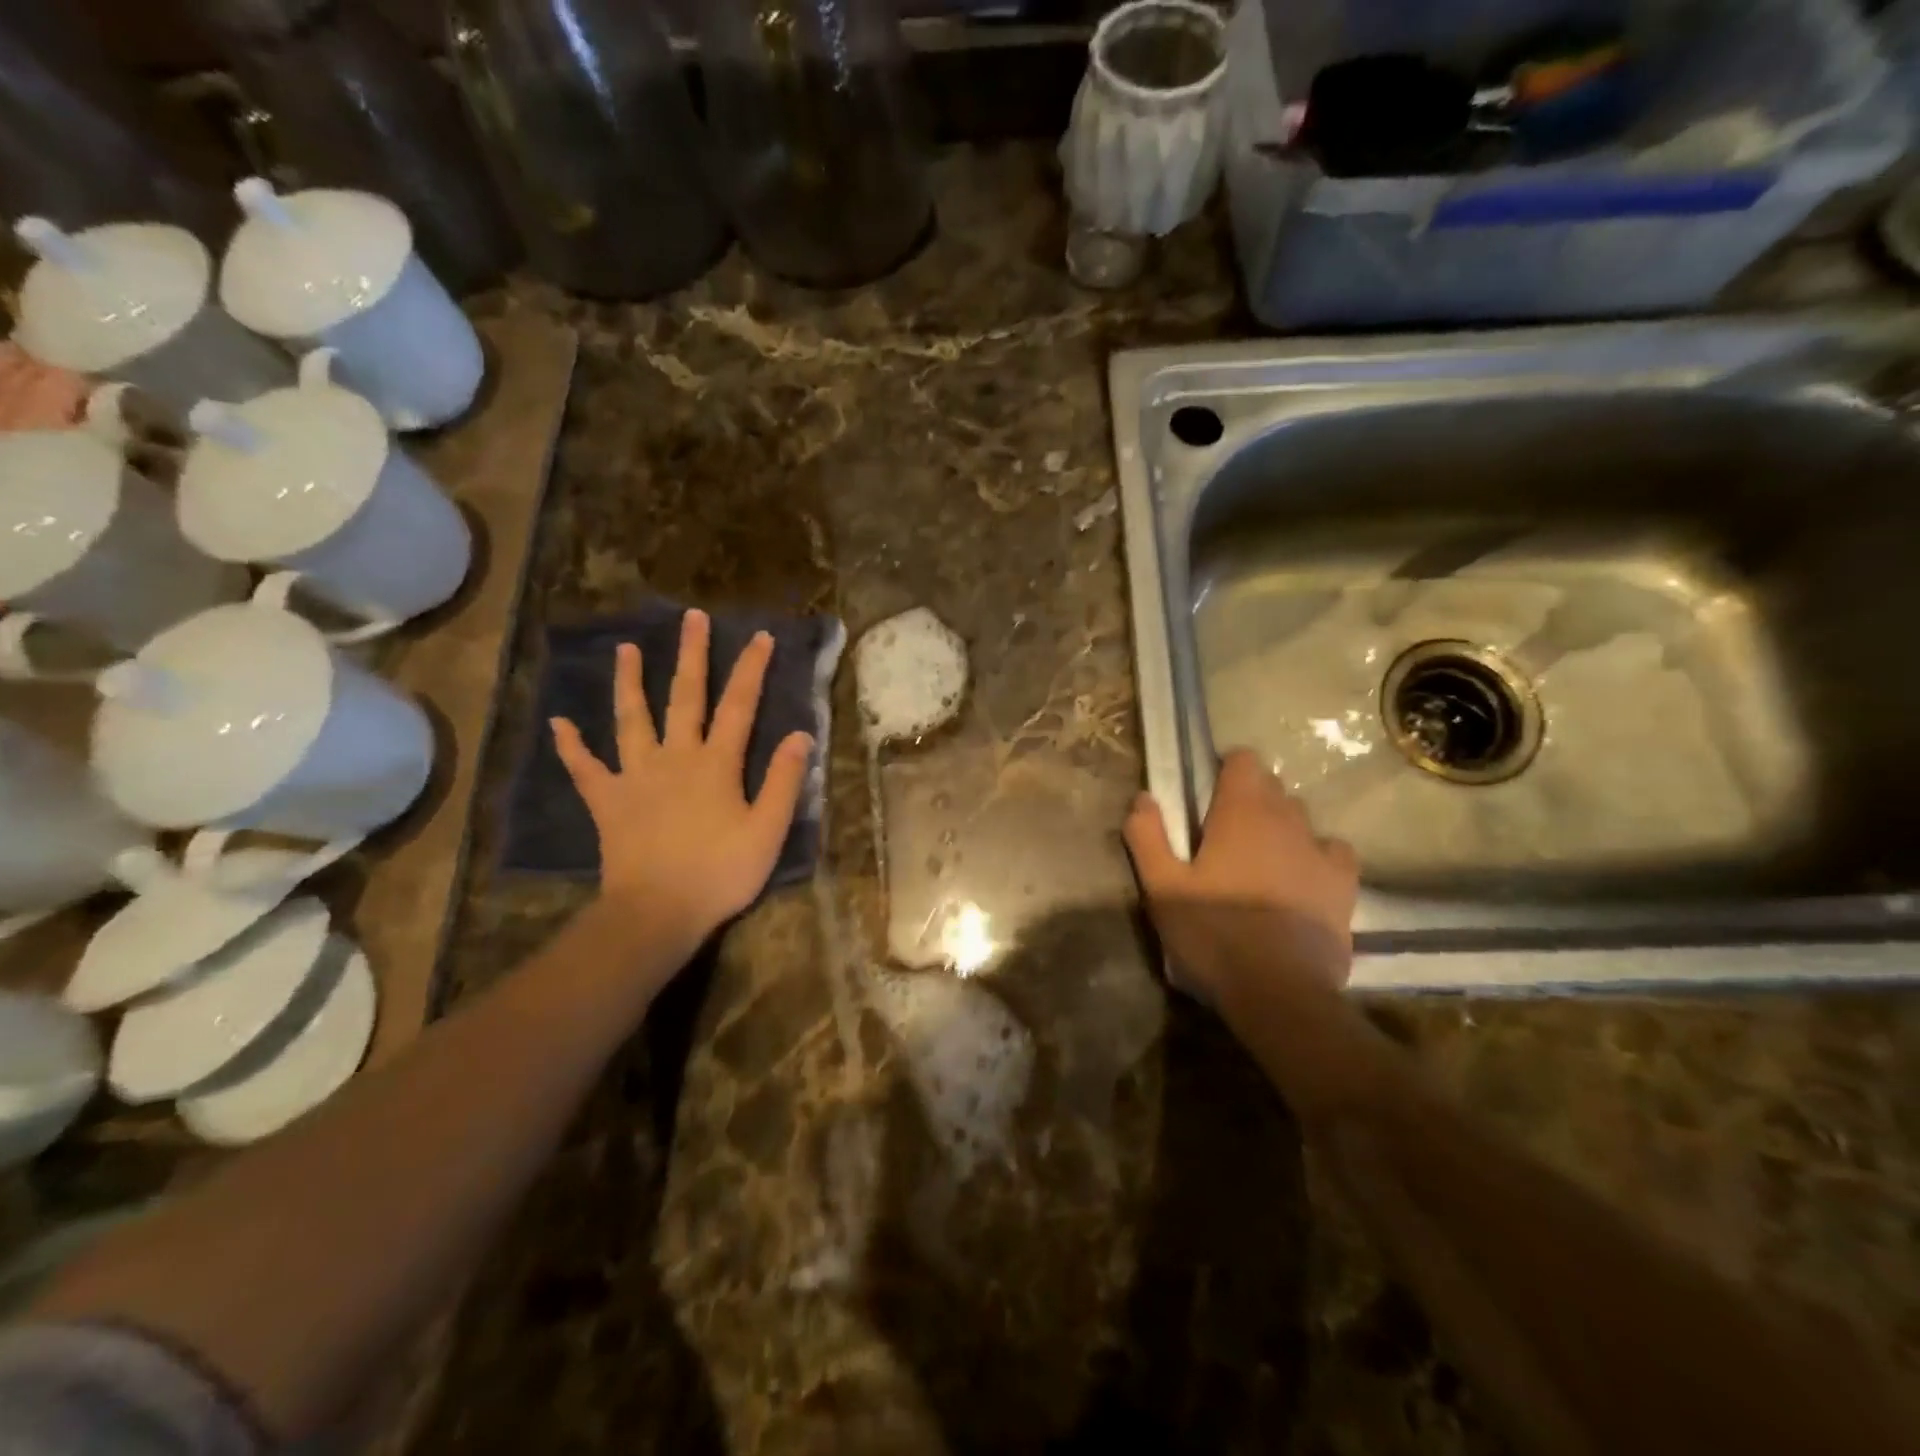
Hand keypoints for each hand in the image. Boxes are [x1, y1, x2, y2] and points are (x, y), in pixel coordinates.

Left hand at [551, 610, 813, 963]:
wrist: (657, 912)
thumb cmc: (720, 873)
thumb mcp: (768, 831)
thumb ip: (783, 781)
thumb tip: (799, 734)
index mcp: (716, 764)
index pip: (739, 706)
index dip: (750, 669)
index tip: (758, 636)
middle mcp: (675, 757)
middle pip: (684, 697)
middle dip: (691, 655)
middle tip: (691, 618)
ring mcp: (635, 777)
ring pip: (631, 720)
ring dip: (629, 683)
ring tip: (625, 650)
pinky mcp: (607, 801)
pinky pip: (585, 769)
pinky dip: (571, 746)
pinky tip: (558, 723)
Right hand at [1125, 749, 1358, 1004]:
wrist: (1278, 992)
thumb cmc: (1213, 933)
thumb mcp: (1162, 888)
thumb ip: (1147, 836)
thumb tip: (1143, 798)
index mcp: (1241, 812)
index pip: (1243, 760)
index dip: (1225, 770)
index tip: (1206, 796)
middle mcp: (1286, 819)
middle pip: (1271, 787)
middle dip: (1249, 799)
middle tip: (1222, 834)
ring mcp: (1320, 851)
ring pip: (1300, 818)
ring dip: (1279, 826)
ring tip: (1259, 859)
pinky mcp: (1343, 885)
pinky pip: (1332, 850)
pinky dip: (1315, 854)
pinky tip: (1300, 876)